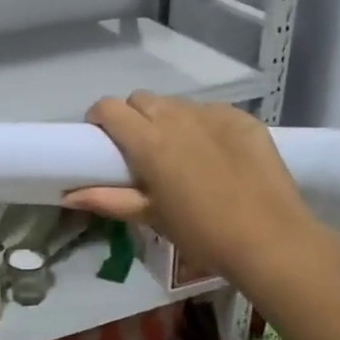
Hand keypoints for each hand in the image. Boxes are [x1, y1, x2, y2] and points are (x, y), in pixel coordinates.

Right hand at [64, 92, 321, 282]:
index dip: (100, 119)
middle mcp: (176, 117)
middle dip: (133, 117)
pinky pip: (210, 112)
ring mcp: (212, 114)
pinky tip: (216, 154)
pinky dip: (203, 126)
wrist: (271, 239)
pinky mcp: (242, 118)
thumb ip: (107, 199)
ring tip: (181, 152)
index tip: (103, 140)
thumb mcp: (151, 217)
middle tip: (141, 150)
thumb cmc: (202, 233)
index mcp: (148, 140)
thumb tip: (68, 195)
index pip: (108, 107)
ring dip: (168, 120)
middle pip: (141, 100)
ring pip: (176, 104)